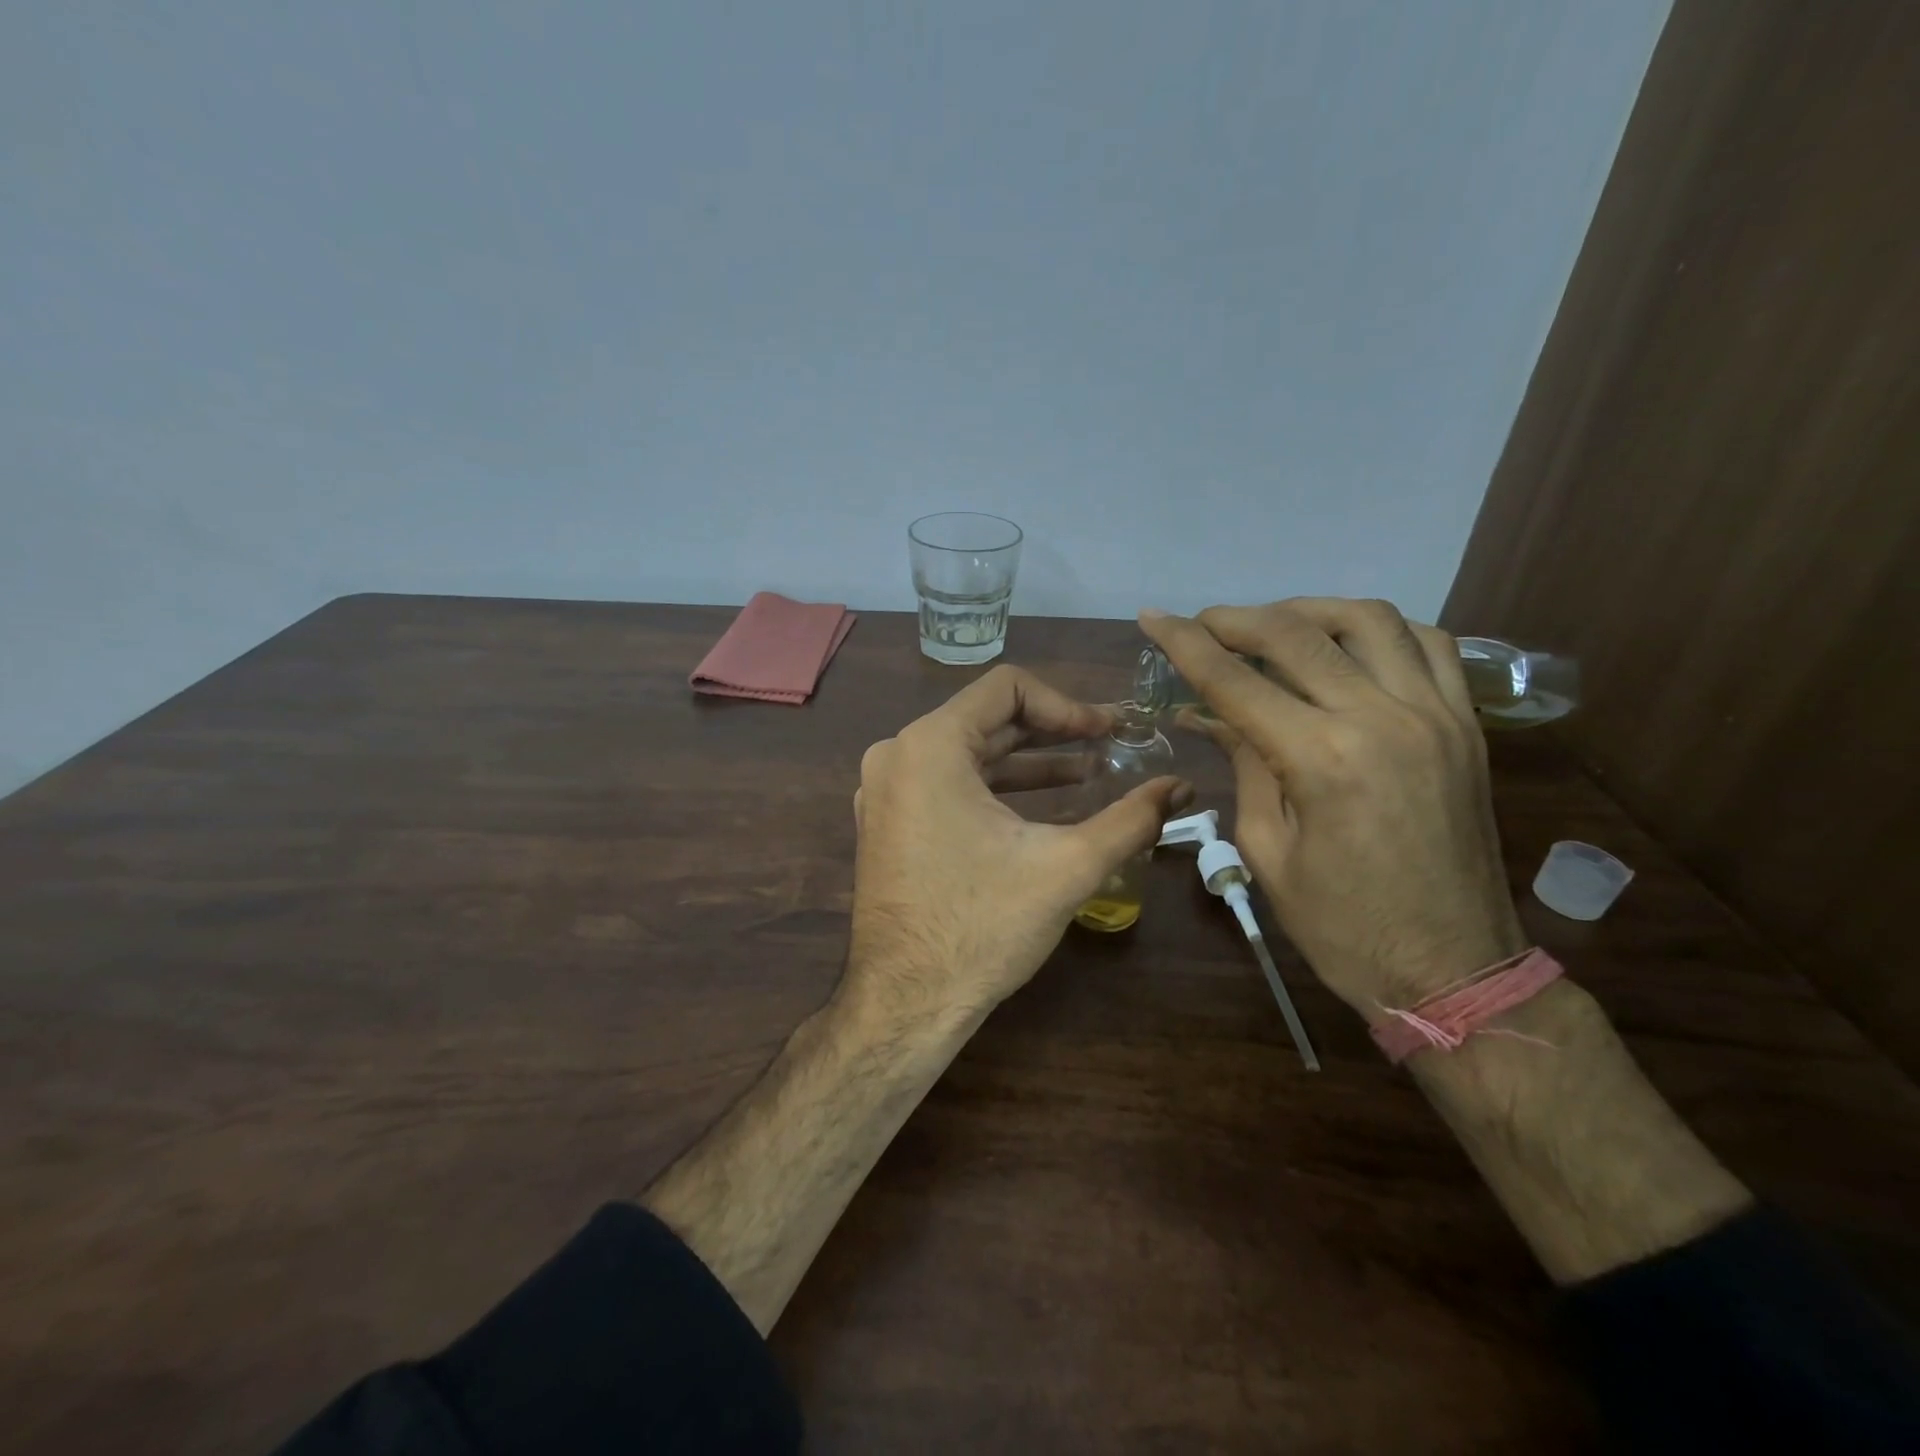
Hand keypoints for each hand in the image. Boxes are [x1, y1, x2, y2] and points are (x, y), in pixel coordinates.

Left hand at [847, 666, 1189, 1024]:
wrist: (906, 1003)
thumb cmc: (982, 926)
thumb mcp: (1067, 866)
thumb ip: (1131, 819)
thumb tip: (1184, 787)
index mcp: (929, 745)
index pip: (1007, 687)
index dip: (1067, 704)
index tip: (1110, 732)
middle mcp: (897, 755)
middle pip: (987, 718)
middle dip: (1054, 731)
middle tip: (1111, 745)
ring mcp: (886, 790)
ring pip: (968, 752)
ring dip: (1028, 761)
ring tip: (1089, 772)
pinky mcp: (888, 821)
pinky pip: (947, 783)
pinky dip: (995, 787)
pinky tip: (1043, 804)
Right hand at [1140, 599, 1523, 1015]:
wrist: (1454, 969)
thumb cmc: (1343, 926)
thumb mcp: (1268, 851)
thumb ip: (1244, 766)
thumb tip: (1211, 715)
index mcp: (1322, 759)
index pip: (1235, 680)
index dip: (1185, 643)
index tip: (1153, 617)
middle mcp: (1382, 718)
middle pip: (1296, 634)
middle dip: (1236, 619)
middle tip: (1202, 624)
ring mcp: (1435, 714)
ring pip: (1368, 620)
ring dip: (1308, 610)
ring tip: (1272, 626)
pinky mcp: (1466, 724)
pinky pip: (1429, 644)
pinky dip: (1378, 629)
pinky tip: (1346, 643)